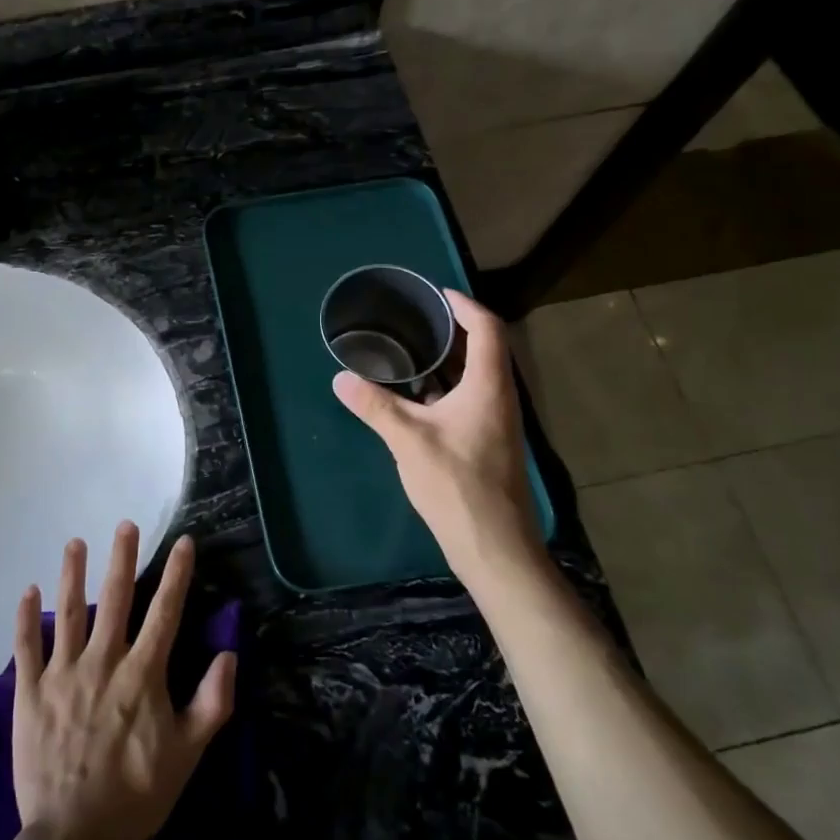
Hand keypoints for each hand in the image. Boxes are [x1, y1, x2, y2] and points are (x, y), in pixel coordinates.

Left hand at [12, 523, 236, 839]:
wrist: (73, 838)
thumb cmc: (136, 796)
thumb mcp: (187, 755)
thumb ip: (211, 703)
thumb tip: (228, 655)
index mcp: (141, 675)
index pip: (164, 613)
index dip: (176, 575)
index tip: (183, 543)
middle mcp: (102, 662)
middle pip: (114, 599)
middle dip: (122, 559)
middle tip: (125, 525)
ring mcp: (62, 675)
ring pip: (68, 613)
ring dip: (72, 574)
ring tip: (75, 543)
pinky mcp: (30, 694)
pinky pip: (26, 648)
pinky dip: (25, 618)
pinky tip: (28, 591)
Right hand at [332, 289, 540, 582]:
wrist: (493, 545)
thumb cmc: (458, 485)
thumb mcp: (408, 441)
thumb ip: (375, 406)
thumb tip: (340, 378)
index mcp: (489, 387)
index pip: (487, 329)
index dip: (464, 305)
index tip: (435, 294)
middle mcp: (499, 398)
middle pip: (484, 348)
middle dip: (452, 329)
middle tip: (413, 318)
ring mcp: (496, 422)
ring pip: (476, 376)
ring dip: (448, 359)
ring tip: (409, 350)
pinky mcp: (487, 442)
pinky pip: (469, 398)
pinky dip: (445, 386)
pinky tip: (415, 396)